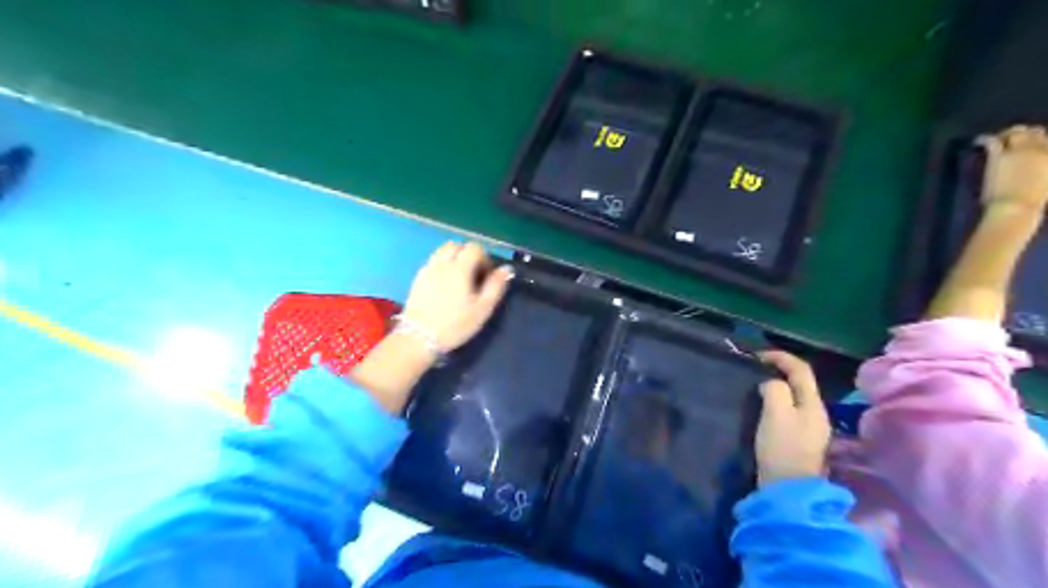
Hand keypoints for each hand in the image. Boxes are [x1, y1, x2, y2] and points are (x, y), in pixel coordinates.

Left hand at [401, 242, 515, 350]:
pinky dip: (442, 265)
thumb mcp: (482, 309)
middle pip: (457, 245)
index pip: (474, 247)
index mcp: (459, 268)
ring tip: (460, 277)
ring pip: (442, 251)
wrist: (419, 338)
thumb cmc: (455, 325)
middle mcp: (442, 263)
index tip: (487, 275)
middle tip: (475, 273)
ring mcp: (427, 269)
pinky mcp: (417, 278)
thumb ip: (496, 286)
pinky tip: (445, 284)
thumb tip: (507, 268)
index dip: (485, 257)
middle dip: (468, 254)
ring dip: (454, 257)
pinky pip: (432, 262)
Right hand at [753, 351, 827, 484]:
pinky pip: (788, 410)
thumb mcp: (776, 413)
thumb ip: (775, 390)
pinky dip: (775, 401)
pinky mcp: (798, 440)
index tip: (757, 355)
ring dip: (776, 386)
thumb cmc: (782, 448)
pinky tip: (761, 406)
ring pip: (793, 396)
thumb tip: (770, 384)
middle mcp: (816, 413)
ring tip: (755, 384)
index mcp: (813, 404)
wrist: (787, 489)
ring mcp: (809, 428)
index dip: (781, 357)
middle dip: (779, 370)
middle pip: (800, 382)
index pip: (801, 370)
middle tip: (755, 368)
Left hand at [979, 125, 1046, 211]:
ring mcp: (1021, 151)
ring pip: (1016, 133)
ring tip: (1000, 137)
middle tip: (1015, 139)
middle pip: (1035, 133)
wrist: (1016, 207)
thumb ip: (1042, 169)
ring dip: (1008, 133)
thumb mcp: (1046, 182)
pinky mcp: (1000, 156)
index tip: (1033, 145)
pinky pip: (993, 141)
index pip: (1047, 141)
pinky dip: (984, 139)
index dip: (1040, 141)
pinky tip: (978, 141)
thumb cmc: (1033, 201)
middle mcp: (1042, 148)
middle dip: (1027, 134)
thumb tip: (1036, 168)